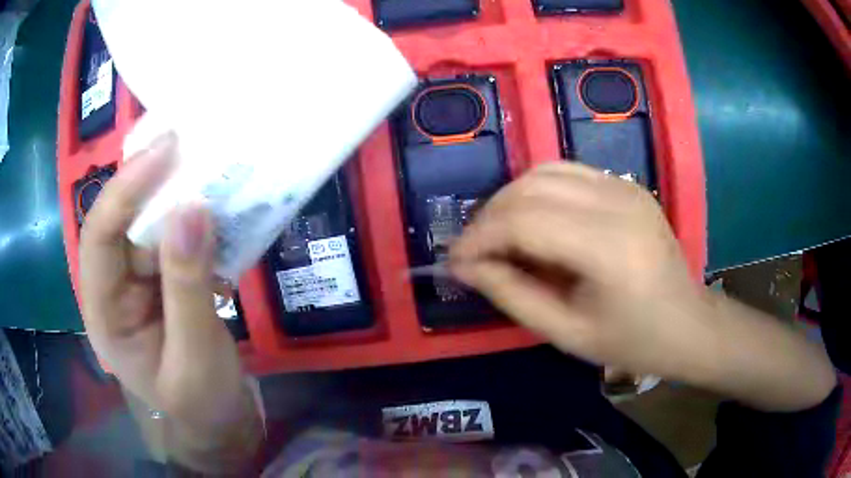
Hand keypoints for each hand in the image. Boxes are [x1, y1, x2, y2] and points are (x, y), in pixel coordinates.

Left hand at [79, 134, 260, 470]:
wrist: (218, 421)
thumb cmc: (202, 402)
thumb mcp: (195, 355)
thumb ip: (187, 286)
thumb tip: (191, 209)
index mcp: (104, 313)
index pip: (99, 237)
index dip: (124, 189)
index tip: (165, 151)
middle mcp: (112, 287)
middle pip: (121, 221)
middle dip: (150, 183)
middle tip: (189, 144)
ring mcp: (136, 281)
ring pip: (149, 224)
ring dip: (177, 198)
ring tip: (210, 168)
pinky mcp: (160, 278)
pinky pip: (173, 238)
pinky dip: (195, 222)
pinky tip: (219, 212)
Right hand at [450, 163, 706, 377]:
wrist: (688, 323)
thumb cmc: (632, 341)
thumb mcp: (566, 333)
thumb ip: (512, 295)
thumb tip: (467, 266)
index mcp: (607, 248)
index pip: (523, 221)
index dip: (479, 238)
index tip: (454, 262)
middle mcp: (616, 203)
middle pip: (529, 189)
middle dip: (488, 217)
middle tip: (471, 251)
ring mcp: (624, 187)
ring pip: (544, 172)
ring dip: (509, 199)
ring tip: (496, 235)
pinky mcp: (626, 185)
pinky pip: (567, 173)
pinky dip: (537, 191)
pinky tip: (532, 220)